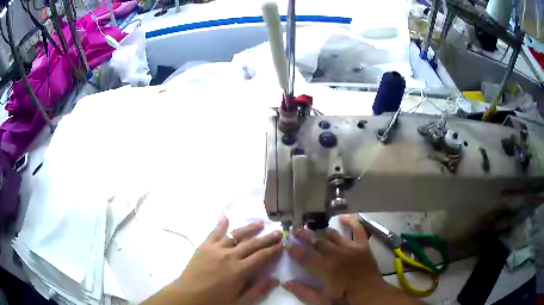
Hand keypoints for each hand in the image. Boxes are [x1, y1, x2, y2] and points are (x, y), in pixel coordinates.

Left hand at [143, 216, 282, 304]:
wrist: (188, 296)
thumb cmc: (215, 301)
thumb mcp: (239, 301)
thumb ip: (258, 290)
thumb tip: (275, 279)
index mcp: (239, 270)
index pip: (262, 256)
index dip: (273, 249)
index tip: (282, 243)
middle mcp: (229, 256)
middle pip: (252, 243)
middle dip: (267, 237)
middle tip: (278, 231)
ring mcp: (215, 249)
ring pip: (235, 235)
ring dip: (249, 228)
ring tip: (260, 223)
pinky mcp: (204, 246)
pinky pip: (213, 232)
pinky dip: (220, 224)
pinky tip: (225, 216)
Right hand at [284, 215, 417, 304]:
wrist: (369, 292)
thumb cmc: (344, 296)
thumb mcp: (321, 299)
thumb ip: (303, 291)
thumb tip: (286, 282)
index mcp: (325, 269)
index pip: (304, 256)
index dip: (294, 249)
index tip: (287, 243)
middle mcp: (336, 255)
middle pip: (317, 242)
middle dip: (305, 236)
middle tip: (296, 231)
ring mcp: (350, 247)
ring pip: (333, 235)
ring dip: (322, 232)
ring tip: (314, 229)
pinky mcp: (362, 245)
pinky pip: (357, 229)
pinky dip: (350, 221)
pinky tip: (342, 217)